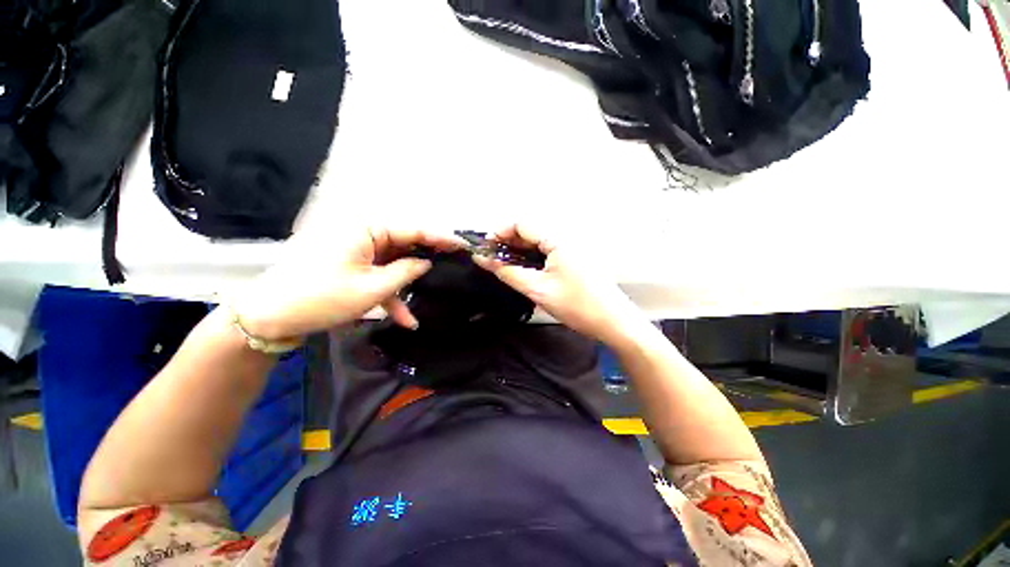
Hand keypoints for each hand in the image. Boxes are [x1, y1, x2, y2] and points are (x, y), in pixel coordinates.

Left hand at [232, 226, 460, 339]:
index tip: (463, 245)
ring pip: (394, 263)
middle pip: (405, 244)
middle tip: (455, 267)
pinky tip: (405, 318)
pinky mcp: (352, 264)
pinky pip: (379, 274)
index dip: (440, 237)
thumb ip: (407, 272)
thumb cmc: (322, 298)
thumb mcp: (373, 288)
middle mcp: (363, 233)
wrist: (269, 317)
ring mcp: (357, 249)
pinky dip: (391, 294)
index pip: (413, 229)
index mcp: (366, 229)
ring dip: (408, 285)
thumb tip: (428, 262)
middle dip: (427, 259)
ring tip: (431, 299)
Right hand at [473, 224, 649, 347]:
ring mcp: (572, 247)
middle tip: (493, 260)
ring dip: (519, 250)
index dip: (500, 232)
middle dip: (508, 242)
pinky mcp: (575, 257)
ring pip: (538, 241)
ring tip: (505, 266)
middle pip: (530, 230)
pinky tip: (525, 270)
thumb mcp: (537, 289)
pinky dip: (533, 257)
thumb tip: (483, 259)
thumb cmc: (576, 305)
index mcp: (558, 239)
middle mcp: (566, 236)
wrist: (614, 322)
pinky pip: (548, 250)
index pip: (522, 223)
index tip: (486, 248)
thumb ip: (507, 272)